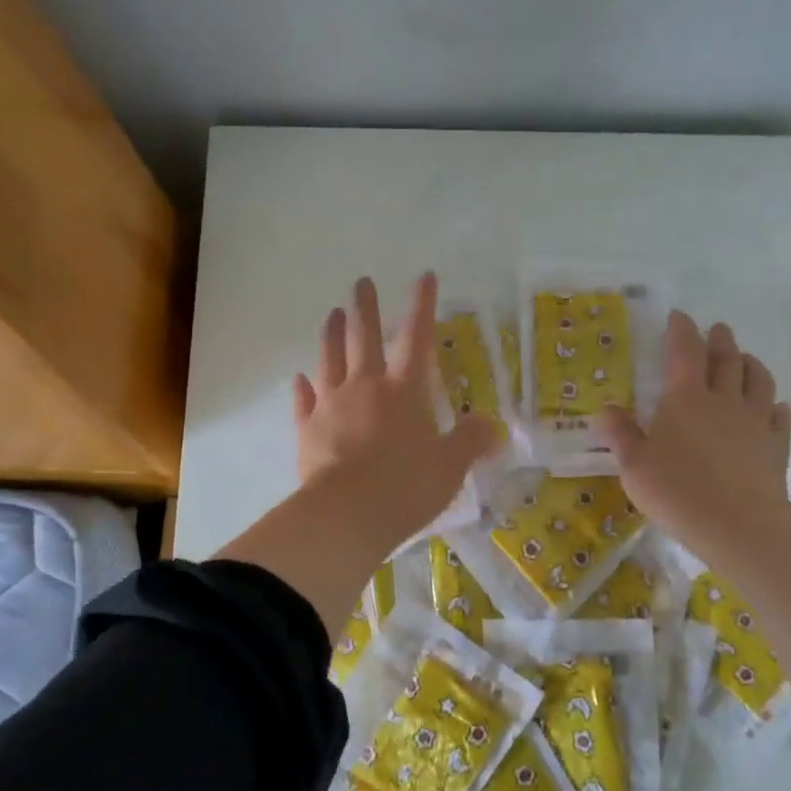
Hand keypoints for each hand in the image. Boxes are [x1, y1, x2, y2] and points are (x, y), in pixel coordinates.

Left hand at [292, 273, 498, 552]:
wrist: (347, 514)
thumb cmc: (405, 486)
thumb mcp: (450, 466)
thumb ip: (470, 441)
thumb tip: (491, 425)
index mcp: (404, 391)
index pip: (417, 337)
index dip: (422, 305)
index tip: (423, 276)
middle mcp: (366, 387)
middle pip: (364, 337)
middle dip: (365, 306)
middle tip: (361, 281)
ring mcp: (332, 405)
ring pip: (329, 359)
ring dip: (332, 334)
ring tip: (333, 313)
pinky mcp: (307, 428)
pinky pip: (304, 401)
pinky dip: (302, 387)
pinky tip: (299, 378)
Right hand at [596, 311, 790, 564]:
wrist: (739, 525)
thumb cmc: (677, 491)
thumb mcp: (633, 465)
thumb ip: (620, 434)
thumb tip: (606, 410)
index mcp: (685, 399)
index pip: (684, 352)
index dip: (681, 330)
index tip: (678, 316)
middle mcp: (723, 400)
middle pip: (726, 360)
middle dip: (720, 341)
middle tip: (717, 330)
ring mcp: (755, 422)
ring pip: (758, 381)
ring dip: (751, 364)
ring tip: (746, 358)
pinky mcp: (776, 447)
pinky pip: (779, 418)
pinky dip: (776, 406)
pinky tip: (776, 406)